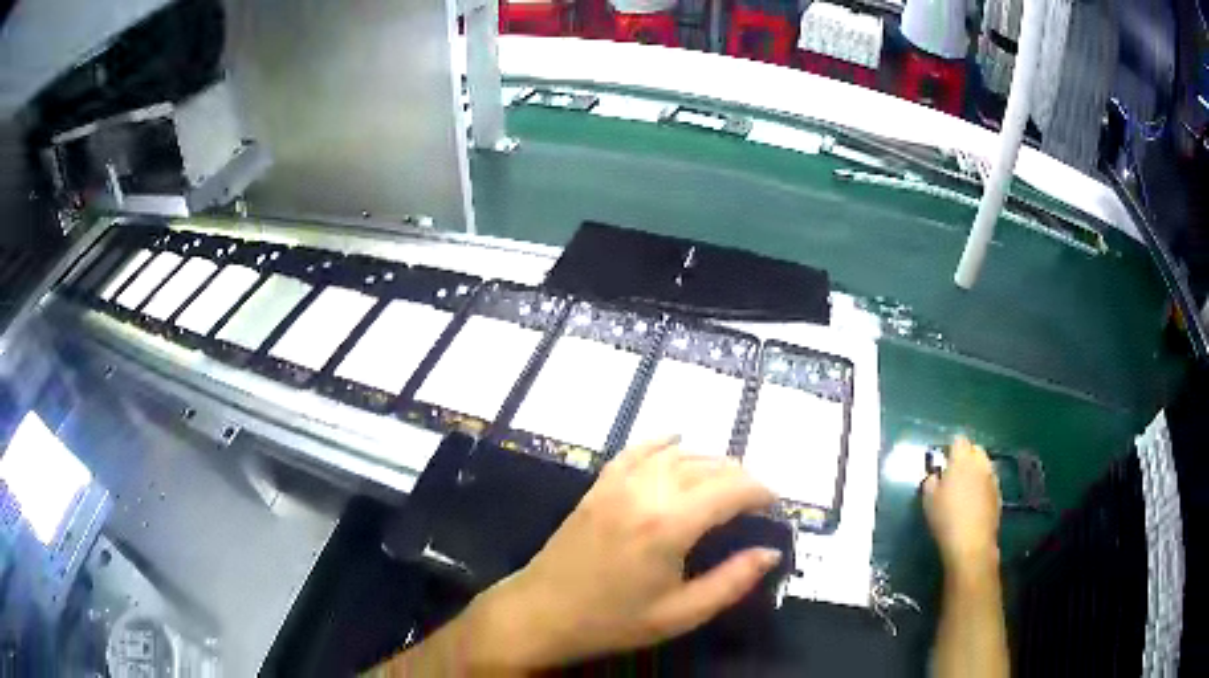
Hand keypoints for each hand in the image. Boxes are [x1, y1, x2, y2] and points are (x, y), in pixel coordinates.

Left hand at [465, 436, 779, 668]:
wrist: (541, 613)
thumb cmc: (613, 621)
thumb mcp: (681, 614)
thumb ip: (732, 582)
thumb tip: (771, 552)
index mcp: (670, 525)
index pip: (731, 489)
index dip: (760, 491)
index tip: (775, 503)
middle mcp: (646, 492)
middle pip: (707, 467)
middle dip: (739, 477)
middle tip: (755, 499)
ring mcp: (617, 484)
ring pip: (676, 455)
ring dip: (708, 461)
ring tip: (726, 481)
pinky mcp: (598, 486)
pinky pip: (636, 451)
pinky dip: (662, 443)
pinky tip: (676, 442)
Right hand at [921, 436, 1001, 571]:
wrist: (971, 543)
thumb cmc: (946, 519)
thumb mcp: (928, 500)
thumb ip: (931, 481)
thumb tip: (936, 475)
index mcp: (962, 460)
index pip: (959, 440)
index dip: (951, 449)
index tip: (943, 462)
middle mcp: (981, 463)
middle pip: (975, 449)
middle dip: (966, 457)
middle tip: (954, 474)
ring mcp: (992, 478)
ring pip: (984, 465)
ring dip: (976, 471)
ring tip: (965, 489)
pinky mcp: (999, 493)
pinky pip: (989, 481)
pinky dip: (982, 486)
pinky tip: (974, 503)